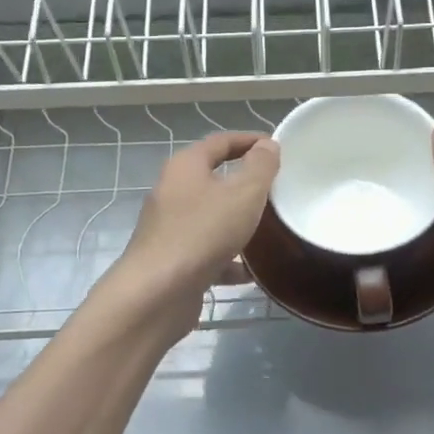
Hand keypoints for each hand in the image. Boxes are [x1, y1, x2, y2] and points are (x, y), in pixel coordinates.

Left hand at [105, 131, 279, 340]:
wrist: (157, 294)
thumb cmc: (203, 233)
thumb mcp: (243, 194)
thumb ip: (260, 167)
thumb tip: (267, 146)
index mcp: (185, 167)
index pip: (220, 142)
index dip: (249, 140)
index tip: (276, 147)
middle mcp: (173, 192)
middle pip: (213, 179)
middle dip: (245, 184)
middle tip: (277, 189)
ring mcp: (170, 228)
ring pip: (211, 218)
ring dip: (238, 223)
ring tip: (269, 230)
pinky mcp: (173, 260)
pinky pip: (207, 252)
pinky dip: (228, 259)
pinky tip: (250, 272)